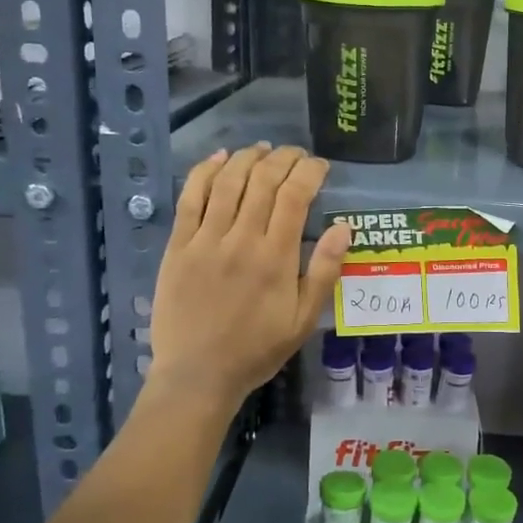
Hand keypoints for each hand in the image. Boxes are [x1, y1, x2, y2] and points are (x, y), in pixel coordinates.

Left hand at [148, 144, 352, 412]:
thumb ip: (324, 271)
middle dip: (283, 158)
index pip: (295, 196)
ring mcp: (205, 240)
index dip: (309, 172)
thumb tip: (345, 227)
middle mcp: (241, 239)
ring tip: (262, 149)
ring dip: (247, 158)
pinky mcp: (178, 246)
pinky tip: (218, 158)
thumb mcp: (303, 320)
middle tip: (295, 154)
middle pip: (263, 181)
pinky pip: (190, 198)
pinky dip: (204, 172)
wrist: (198, 374)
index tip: (320, 166)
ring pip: (228, 182)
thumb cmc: (257, 349)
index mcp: (275, 257)